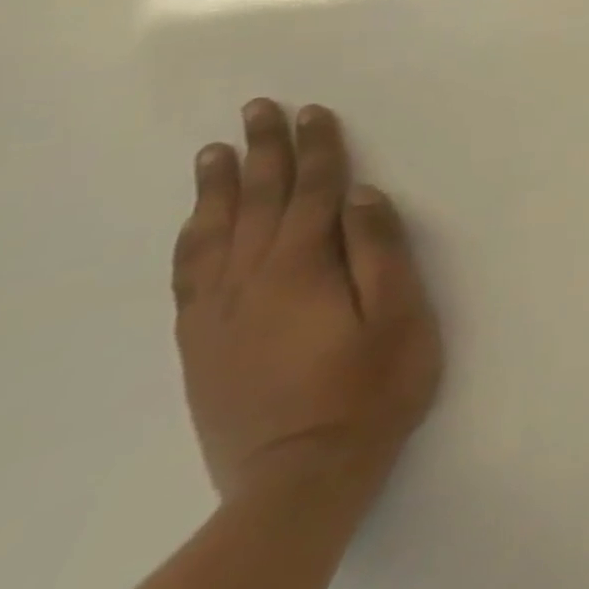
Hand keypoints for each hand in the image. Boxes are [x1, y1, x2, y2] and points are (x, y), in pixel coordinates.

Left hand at [171, 100, 442, 503]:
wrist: (298, 479)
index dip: (317, 149)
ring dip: (219, 189)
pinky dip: (192, 240)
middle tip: (257, 109)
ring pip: (214, 236)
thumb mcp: (399, 316)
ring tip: (215, 153)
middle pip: (258, 204)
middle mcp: (250, 284)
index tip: (313, 111)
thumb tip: (360, 195)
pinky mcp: (203, 346)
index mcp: (302, 271)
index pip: (312, 193)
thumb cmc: (371, 388)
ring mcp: (218, 317)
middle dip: (263, 152)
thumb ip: (379, 251)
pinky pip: (189, 277)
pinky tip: (197, 226)